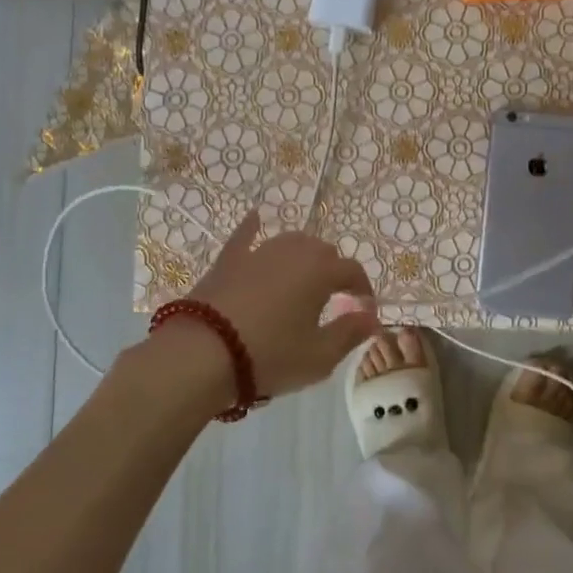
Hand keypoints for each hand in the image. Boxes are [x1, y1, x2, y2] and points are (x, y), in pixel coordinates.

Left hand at [180, 212, 380, 397]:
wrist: (202, 353)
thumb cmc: (270, 356)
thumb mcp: (319, 356)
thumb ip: (350, 333)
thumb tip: (371, 317)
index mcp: (321, 271)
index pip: (353, 271)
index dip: (363, 290)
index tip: (364, 311)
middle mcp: (293, 251)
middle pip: (323, 252)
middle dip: (333, 272)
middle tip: (333, 300)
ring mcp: (258, 252)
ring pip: (291, 242)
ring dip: (303, 256)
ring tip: (304, 279)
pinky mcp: (228, 261)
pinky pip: (245, 236)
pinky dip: (253, 227)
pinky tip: (255, 216)